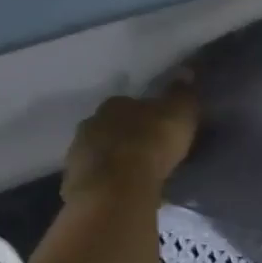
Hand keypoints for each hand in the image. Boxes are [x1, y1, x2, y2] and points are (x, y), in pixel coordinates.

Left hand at [62, 77, 198, 204]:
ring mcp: (78, 154)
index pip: (131, 103)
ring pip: (101, 152)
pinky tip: (123, 190)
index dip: (147, 114)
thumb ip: (182, 94)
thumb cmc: (150, 145)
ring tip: (138, 174)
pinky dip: (108, 182)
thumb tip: (186, 71)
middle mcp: (91, 123)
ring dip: (116, 159)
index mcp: (115, 104)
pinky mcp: (74, 183)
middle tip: (150, 151)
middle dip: (128, 136)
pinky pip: (96, 178)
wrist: (116, 190)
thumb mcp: (179, 114)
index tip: (161, 127)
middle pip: (112, 127)